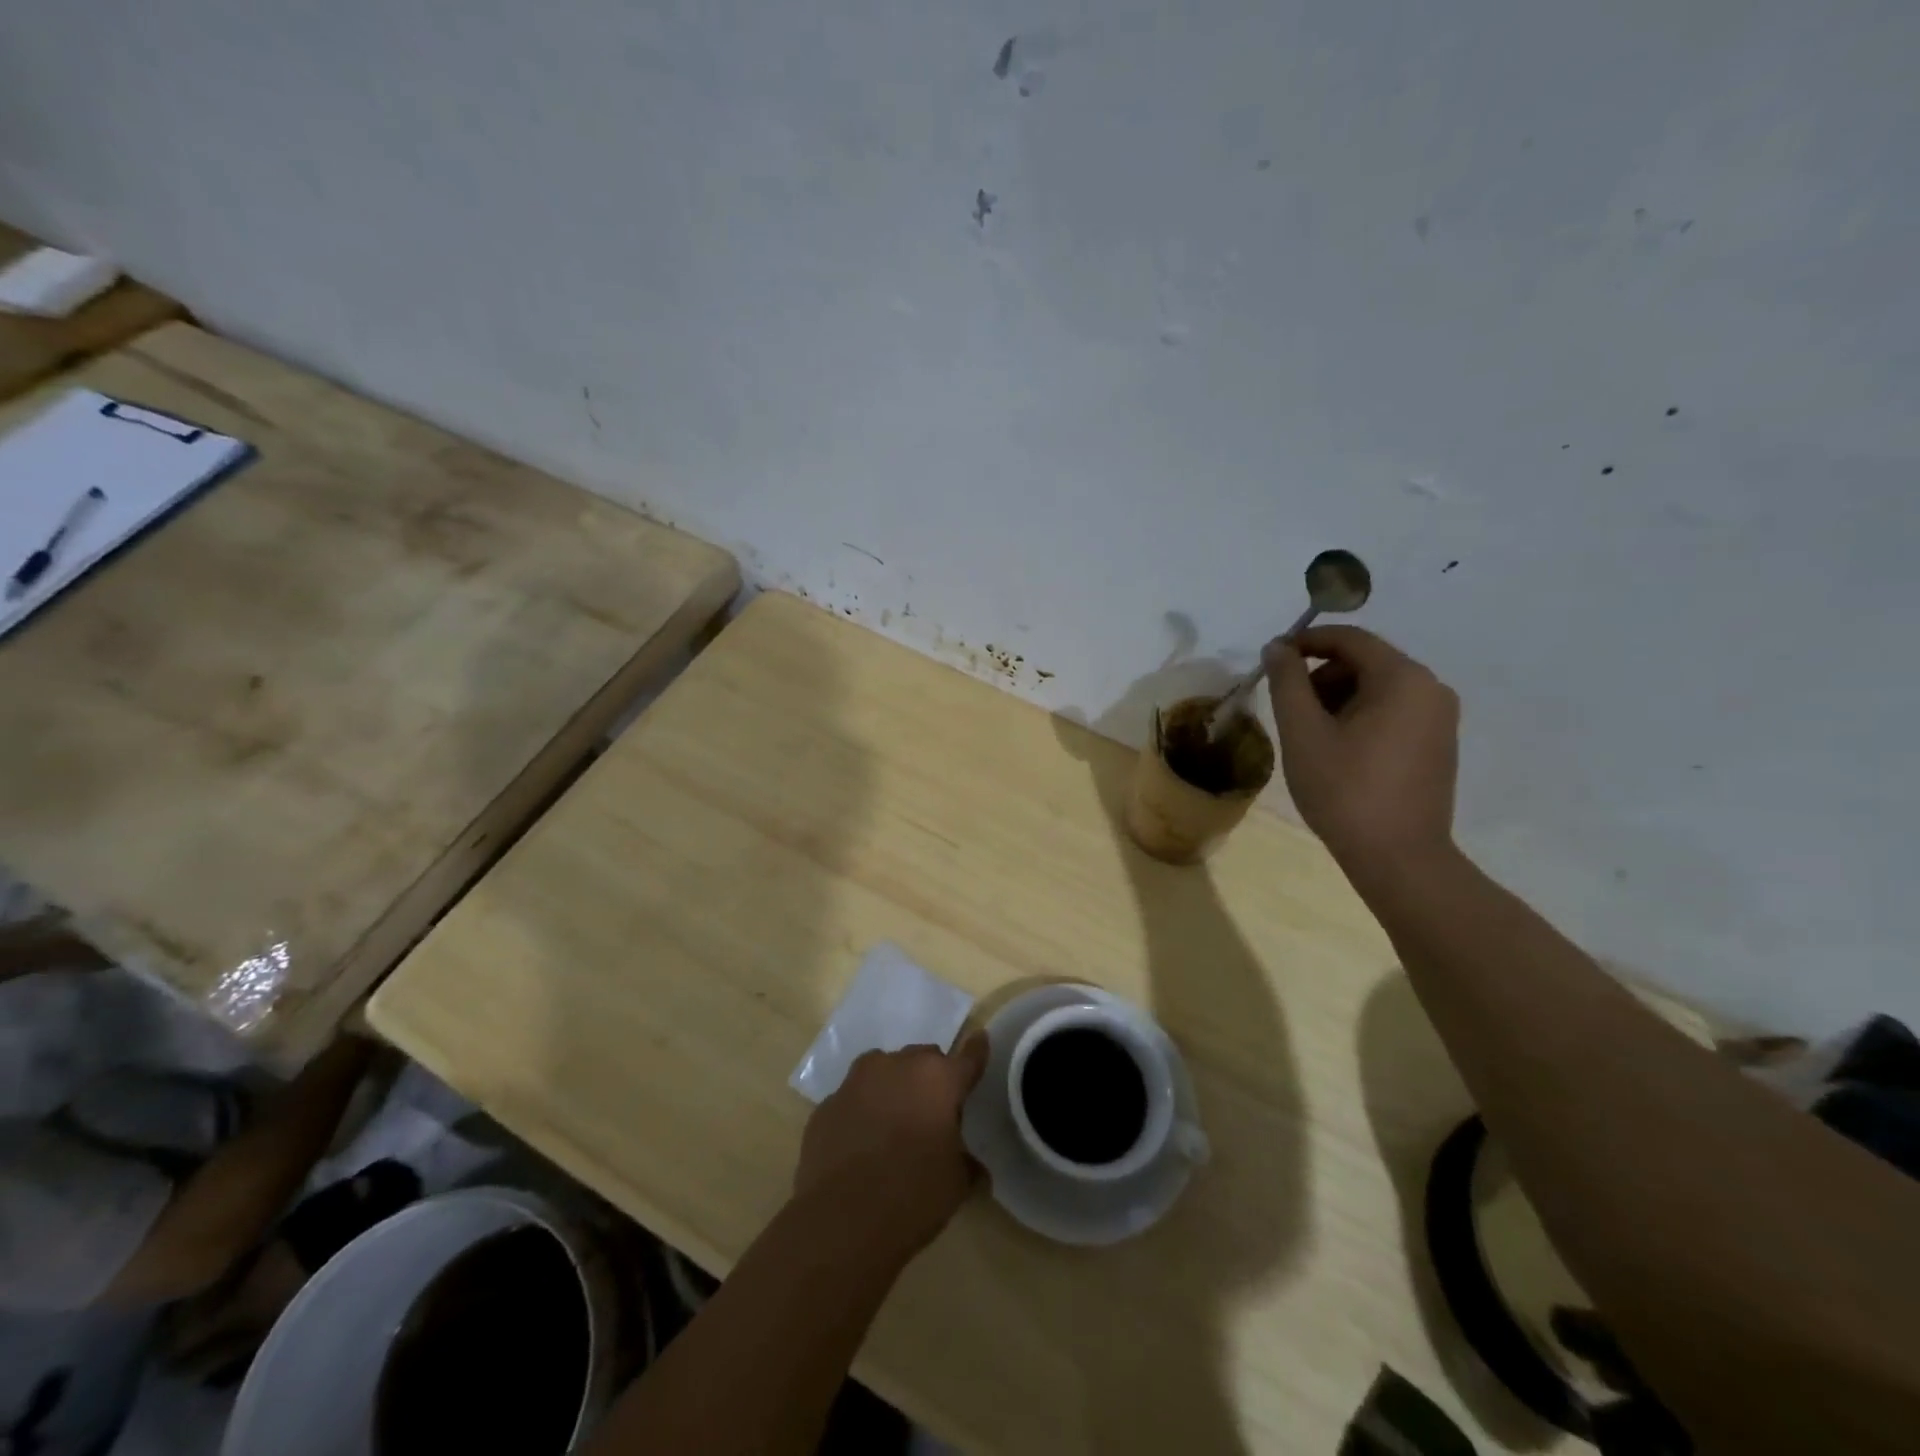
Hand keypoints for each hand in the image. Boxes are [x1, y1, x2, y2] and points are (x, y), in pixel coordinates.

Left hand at [794, 1038, 988, 1256]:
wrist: (840, 1222)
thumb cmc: (912, 1197)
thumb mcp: (956, 1184)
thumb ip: (966, 1161)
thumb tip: (970, 1163)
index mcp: (938, 1079)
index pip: (968, 1057)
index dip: (976, 1052)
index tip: (980, 1041)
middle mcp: (897, 1066)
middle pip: (922, 1059)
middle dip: (930, 1079)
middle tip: (932, 1114)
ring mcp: (856, 1081)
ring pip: (883, 1070)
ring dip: (893, 1087)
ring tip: (893, 1124)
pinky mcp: (827, 1103)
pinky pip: (853, 1098)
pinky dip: (861, 1111)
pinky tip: (860, 1144)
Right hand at [1263, 626, 1459, 871]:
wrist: (1399, 858)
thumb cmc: (1344, 790)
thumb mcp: (1303, 733)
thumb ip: (1287, 682)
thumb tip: (1277, 647)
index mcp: (1403, 678)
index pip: (1349, 639)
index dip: (1306, 641)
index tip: (1272, 659)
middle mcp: (1431, 688)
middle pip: (1365, 661)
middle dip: (1320, 675)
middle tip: (1287, 707)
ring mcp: (1439, 718)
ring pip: (1378, 688)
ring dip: (1337, 698)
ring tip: (1308, 734)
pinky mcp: (1438, 744)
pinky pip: (1393, 711)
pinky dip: (1359, 716)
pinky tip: (1336, 750)